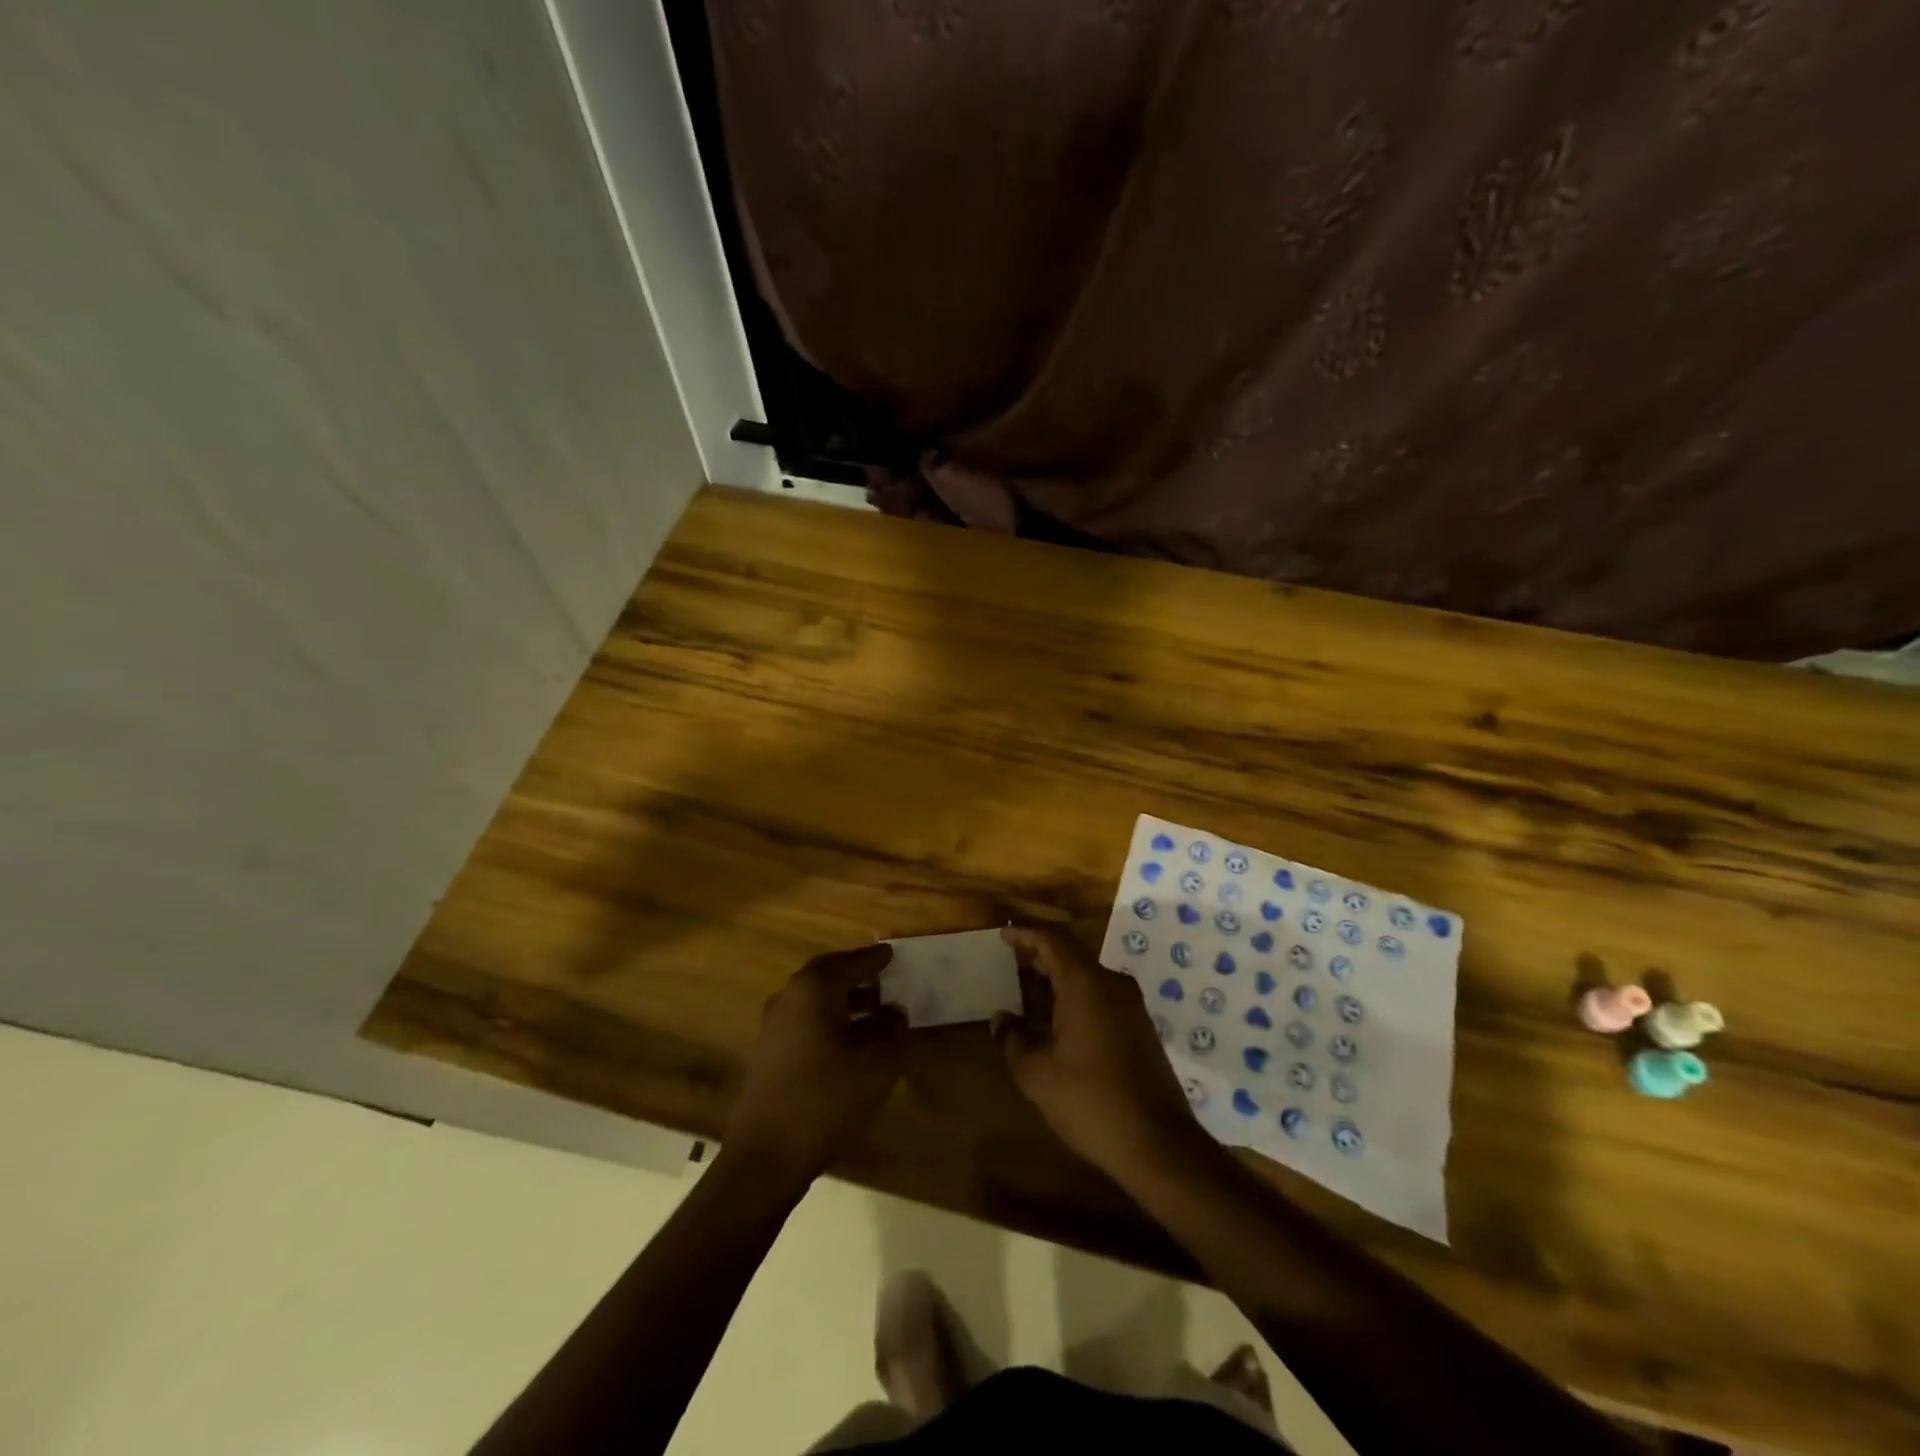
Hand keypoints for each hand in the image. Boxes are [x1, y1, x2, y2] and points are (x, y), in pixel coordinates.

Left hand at [723, 944, 906, 1194]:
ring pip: (814, 998)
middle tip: (882, 977)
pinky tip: (847, 1042)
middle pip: (828, 974)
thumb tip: (893, 1011)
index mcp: (815, 989)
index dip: (875, 959)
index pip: (852, 962)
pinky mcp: (767, 1051)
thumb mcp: (878, 1064)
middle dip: (856, 974)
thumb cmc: (827, 1099)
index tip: (892, 954)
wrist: (766, 1156)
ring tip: (872, 1012)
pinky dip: (827, 1019)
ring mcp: (773, 1024)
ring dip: (842, 999)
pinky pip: (804, 1020)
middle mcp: (789, 996)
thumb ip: (893, 1030)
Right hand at [994, 925, 1202, 1180]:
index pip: (1052, 940)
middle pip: (1071, 955)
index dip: (1025, 933)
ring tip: (1028, 994)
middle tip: (1011, 961)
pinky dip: (1075, 999)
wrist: (1158, 1144)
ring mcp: (1131, 1006)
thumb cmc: (1089, 1100)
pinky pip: (1101, 998)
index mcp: (1085, 983)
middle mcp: (1111, 984)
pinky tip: (1056, 1024)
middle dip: (1040, 955)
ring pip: (1087, 978)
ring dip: (1057, 981)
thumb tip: (1001, 1019)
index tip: (1003, 933)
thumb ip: (1012, 1039)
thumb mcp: (1036, 1073)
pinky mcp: (1140, 1029)